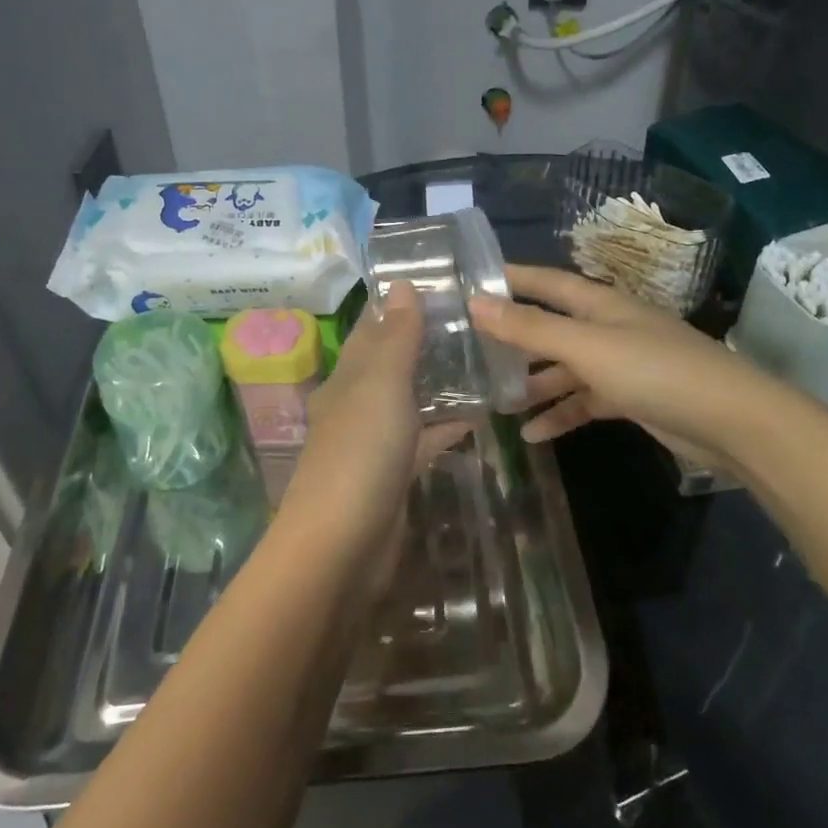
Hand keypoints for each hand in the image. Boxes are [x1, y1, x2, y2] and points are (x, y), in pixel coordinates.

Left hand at [280, 282, 469, 566]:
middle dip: (427, 340)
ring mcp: (376, 441)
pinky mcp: (395, 475)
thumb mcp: (380, 384)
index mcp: (348, 376)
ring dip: (441, 381)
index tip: (438, 280)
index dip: (398, 304)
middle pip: (393, 362)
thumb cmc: (360, 453)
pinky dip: (448, 424)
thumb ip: (396, 336)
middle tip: (476, 318)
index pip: (372, 327)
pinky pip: (425, 438)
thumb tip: (401, 284)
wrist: (342, 547)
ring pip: (411, 399)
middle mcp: (358, 402)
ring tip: (486, 357)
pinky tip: (480, 413)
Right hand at [469, 265, 743, 459]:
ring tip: (494, 400)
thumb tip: (475, 302)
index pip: (546, 282)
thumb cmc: (654, 370)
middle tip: (470, 348)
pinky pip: (585, 401)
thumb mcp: (586, 347)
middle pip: (552, 327)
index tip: (470, 281)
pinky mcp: (630, 397)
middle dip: (514, 337)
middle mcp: (607, 327)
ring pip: (565, 368)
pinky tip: (533, 434)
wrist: (730, 421)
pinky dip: (561, 414)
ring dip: (534, 384)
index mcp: (599, 303)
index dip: (511, 279)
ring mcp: (620, 363)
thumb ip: (531, 328)